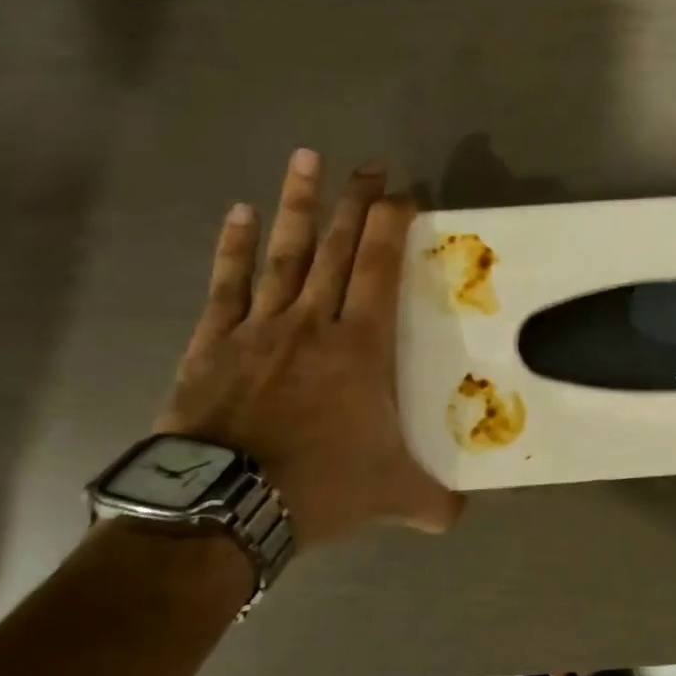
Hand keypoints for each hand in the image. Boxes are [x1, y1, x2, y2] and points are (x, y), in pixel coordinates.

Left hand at [157, 149, 462, 547]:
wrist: (225, 505)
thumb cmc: (320, 487)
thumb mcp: (393, 496)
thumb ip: (433, 502)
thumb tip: (460, 517)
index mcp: (361, 347)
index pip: (381, 269)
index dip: (393, 225)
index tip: (406, 194)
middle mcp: (314, 323)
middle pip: (336, 248)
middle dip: (356, 202)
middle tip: (369, 165)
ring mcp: (260, 328)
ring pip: (284, 254)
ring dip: (297, 205)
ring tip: (307, 159)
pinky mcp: (214, 343)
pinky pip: (226, 285)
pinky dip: (233, 248)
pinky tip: (239, 213)